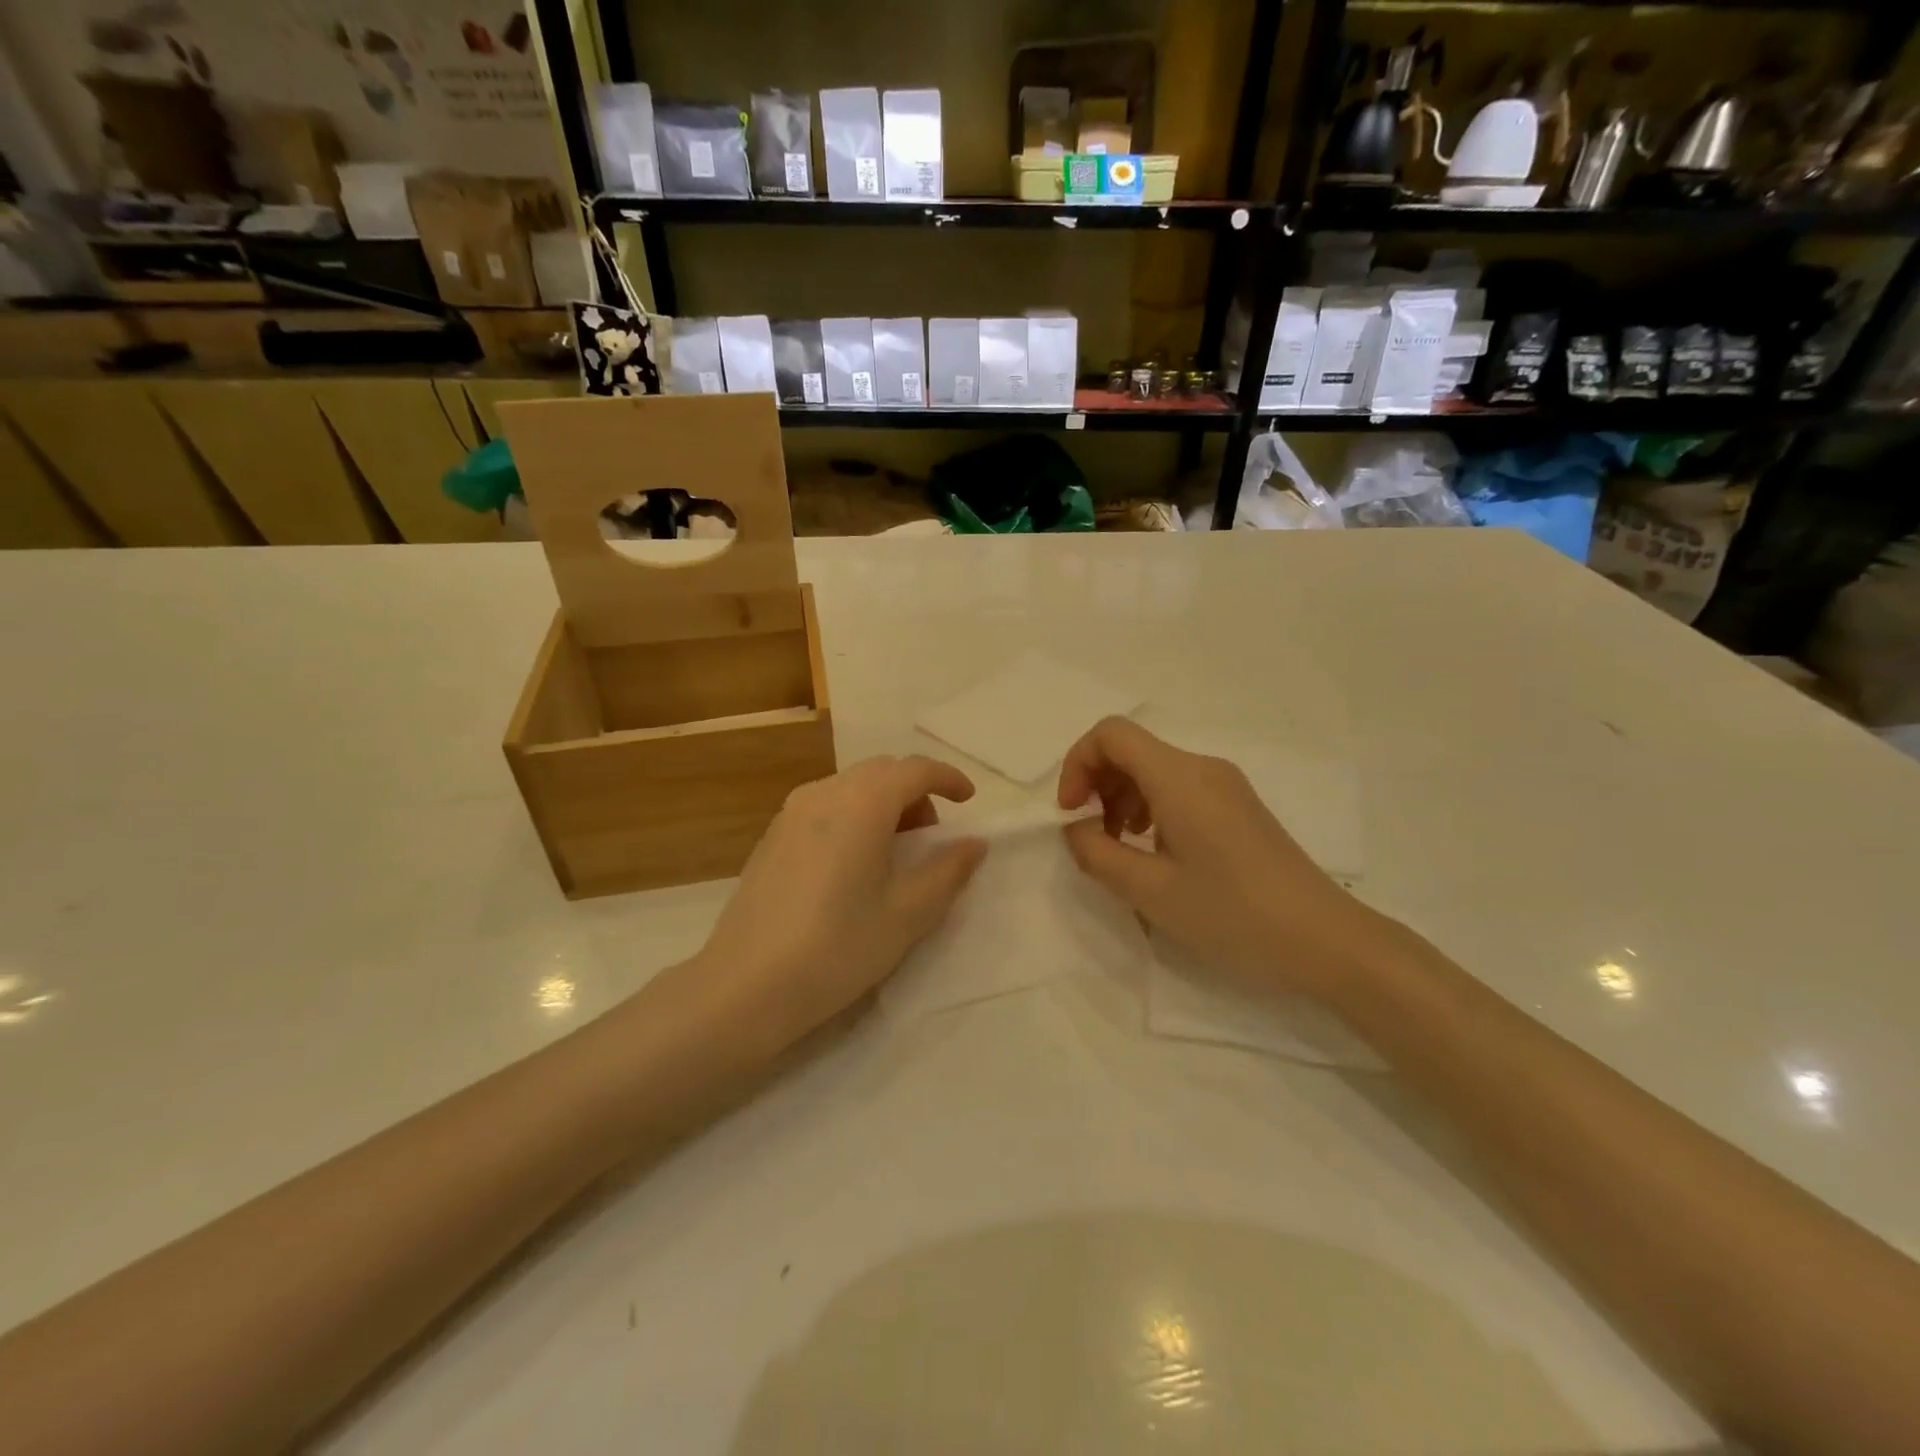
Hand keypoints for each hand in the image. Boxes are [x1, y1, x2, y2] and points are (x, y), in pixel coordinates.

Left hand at [690, 755, 987, 1049]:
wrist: (746, 985)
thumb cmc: (838, 947)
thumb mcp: (908, 914)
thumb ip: (948, 870)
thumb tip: (974, 844)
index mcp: (862, 803)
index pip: (915, 769)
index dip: (948, 778)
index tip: (968, 800)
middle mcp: (824, 793)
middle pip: (882, 771)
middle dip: (915, 792)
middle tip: (931, 837)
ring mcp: (791, 812)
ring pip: (851, 786)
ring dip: (883, 803)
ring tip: (893, 853)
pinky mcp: (772, 835)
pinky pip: (825, 805)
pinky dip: (853, 815)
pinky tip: (853, 864)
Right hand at [1057, 718, 1391, 1001]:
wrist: (1325, 940)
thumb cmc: (1232, 914)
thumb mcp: (1149, 891)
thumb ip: (1096, 853)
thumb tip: (1075, 829)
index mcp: (1179, 777)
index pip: (1111, 734)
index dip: (1077, 764)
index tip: (1071, 813)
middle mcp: (1203, 768)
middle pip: (1132, 749)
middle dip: (1097, 784)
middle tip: (1092, 837)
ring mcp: (1226, 785)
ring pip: (1154, 770)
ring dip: (1122, 799)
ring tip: (1122, 849)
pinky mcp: (1239, 807)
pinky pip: (1180, 789)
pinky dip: (1151, 809)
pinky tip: (1157, 853)